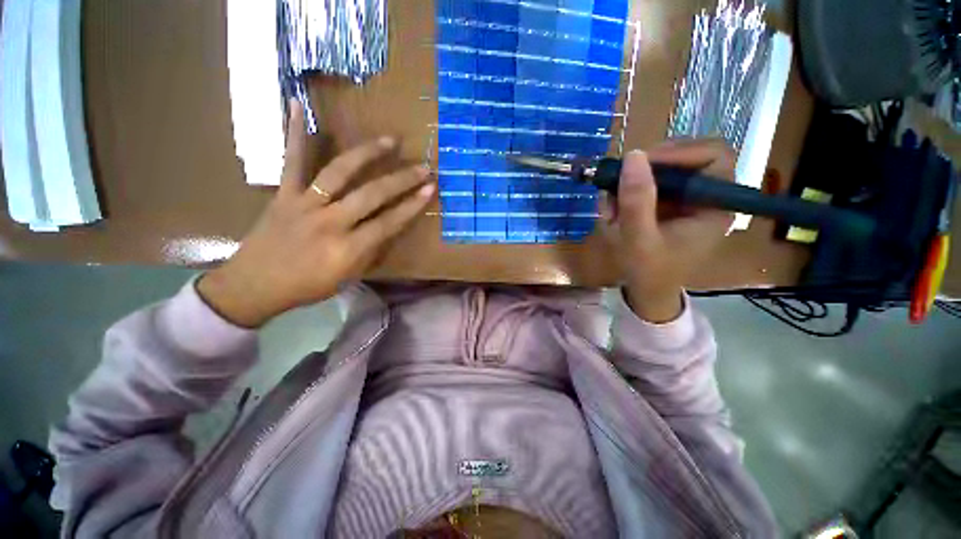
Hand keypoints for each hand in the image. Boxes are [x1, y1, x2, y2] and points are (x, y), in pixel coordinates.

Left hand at [197, 101, 434, 327]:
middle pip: (371, 195)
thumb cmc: (307, 287)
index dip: (412, 205)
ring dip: (367, 154)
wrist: (253, 285)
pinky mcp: (284, 194)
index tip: (430, 189)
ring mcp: (304, 205)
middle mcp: (330, 223)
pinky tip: (298, 105)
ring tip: (389, 140)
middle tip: (422, 167)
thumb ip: (369, 251)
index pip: (389, 223)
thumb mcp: (348, 278)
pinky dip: (296, 134)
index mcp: (348, 250)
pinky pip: (291, 161)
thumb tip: (387, 227)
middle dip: (401, 180)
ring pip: (340, 172)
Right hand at [599, 140, 735, 323]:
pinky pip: (647, 185)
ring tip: (611, 209)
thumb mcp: (639, 239)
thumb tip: (633, 155)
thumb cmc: (649, 272)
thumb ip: (637, 201)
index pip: (715, 156)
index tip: (643, 163)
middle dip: (647, 169)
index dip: (681, 152)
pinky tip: (613, 213)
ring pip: (661, 170)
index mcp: (715, 206)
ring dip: (630, 184)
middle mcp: (704, 197)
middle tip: (619, 182)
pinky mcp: (667, 204)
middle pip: (685, 158)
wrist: (646, 291)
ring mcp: (684, 199)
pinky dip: (625, 194)